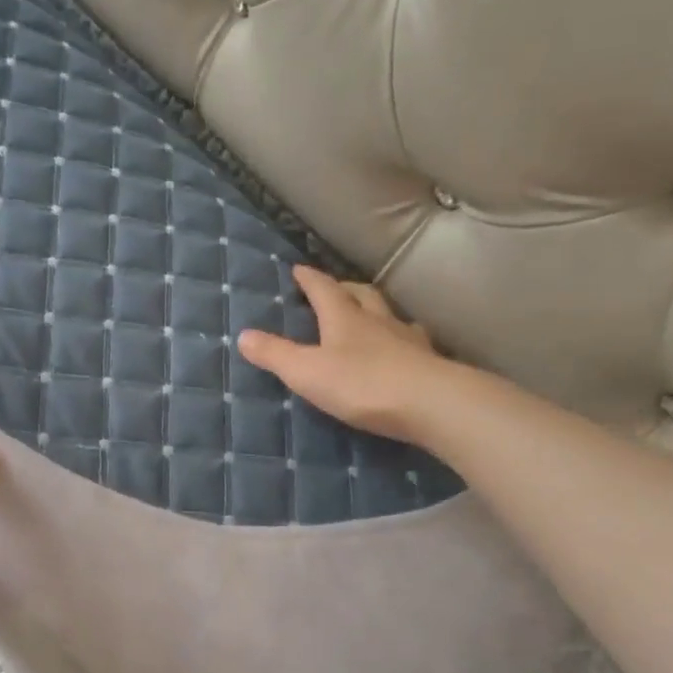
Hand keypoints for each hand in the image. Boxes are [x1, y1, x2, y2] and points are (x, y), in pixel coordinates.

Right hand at [237, 266, 442, 442]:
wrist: (430, 404)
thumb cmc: (361, 384)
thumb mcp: (306, 371)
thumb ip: (275, 354)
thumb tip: (242, 334)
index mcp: (344, 318)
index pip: (324, 290)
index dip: (310, 279)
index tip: (299, 268)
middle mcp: (377, 321)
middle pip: (362, 295)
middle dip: (345, 288)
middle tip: (336, 288)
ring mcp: (407, 340)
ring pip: (390, 315)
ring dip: (377, 310)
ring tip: (370, 315)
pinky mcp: (428, 362)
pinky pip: (412, 341)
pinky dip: (401, 338)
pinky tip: (403, 348)